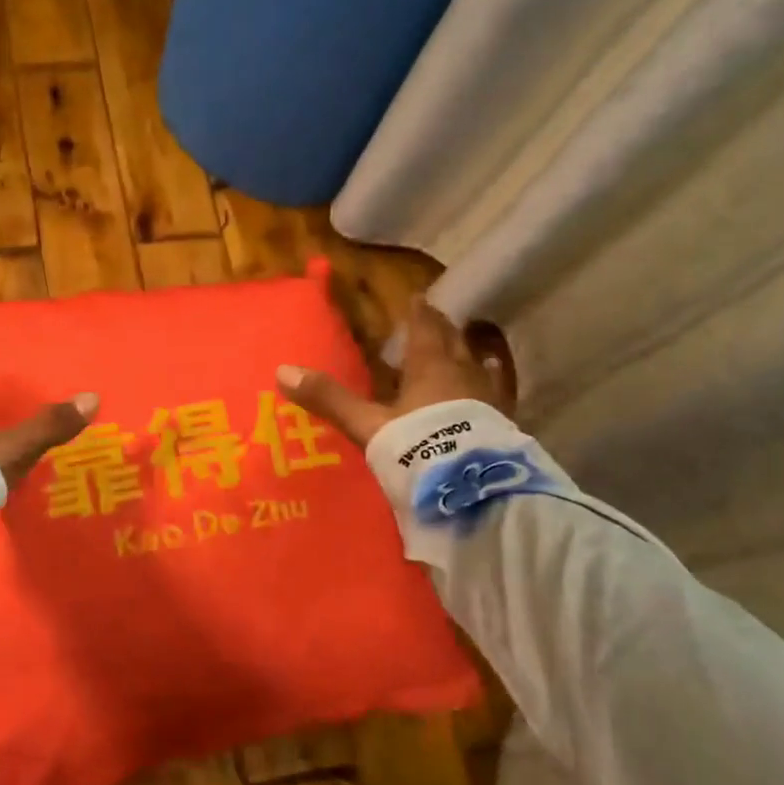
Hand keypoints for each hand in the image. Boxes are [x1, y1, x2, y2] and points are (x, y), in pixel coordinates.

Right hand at [275, 299, 514, 449]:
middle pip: (453, 342)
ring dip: (468, 354)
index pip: (424, 330)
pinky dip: (490, 384)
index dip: (419, 313)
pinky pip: (495, 393)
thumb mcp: (366, 424)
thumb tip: (282, 371)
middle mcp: (462, 375)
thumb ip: (330, 399)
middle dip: (443, 328)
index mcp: (429, 367)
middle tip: (437, 317)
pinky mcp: (501, 424)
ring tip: (469, 348)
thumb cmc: (418, 446)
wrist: (472, 488)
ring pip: (477, 365)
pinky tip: (494, 386)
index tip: (418, 296)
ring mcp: (487, 399)